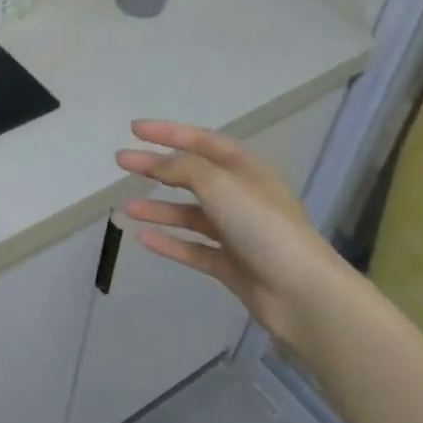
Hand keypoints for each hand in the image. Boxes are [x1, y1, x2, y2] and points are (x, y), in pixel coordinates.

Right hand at [116, 120, 351, 355]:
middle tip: (121, 162)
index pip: (201, 141)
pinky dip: (169, 242)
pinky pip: (193, 248)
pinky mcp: (231, 264)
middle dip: (156, 168)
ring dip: (158, 208)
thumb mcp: (219, 184)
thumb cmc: (262, 226)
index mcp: (245, 169)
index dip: (168, 132)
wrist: (301, 293)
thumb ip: (183, 168)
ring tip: (124, 208)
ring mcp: (236, 232)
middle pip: (191, 175)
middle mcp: (240, 196)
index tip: (134, 129)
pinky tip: (143, 238)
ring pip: (189, 214)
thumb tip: (157, 163)